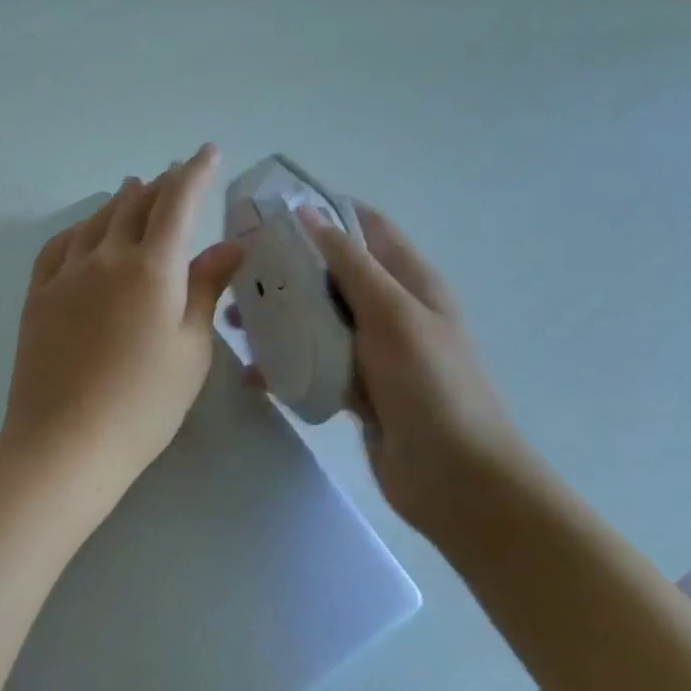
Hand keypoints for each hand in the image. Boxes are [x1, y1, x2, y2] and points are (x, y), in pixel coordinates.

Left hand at [0, 144, 244, 504]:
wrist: (66, 440)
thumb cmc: (144, 403)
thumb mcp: (191, 349)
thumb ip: (206, 289)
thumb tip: (230, 245)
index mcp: (152, 269)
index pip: (178, 203)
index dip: (195, 172)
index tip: (207, 152)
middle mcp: (107, 257)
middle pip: (135, 205)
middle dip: (160, 184)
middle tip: (174, 173)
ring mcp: (66, 273)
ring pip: (97, 220)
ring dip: (120, 200)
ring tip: (133, 188)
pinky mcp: (38, 294)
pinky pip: (59, 246)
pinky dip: (79, 229)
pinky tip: (84, 231)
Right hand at [243, 202, 549, 549]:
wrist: (457, 480)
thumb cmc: (431, 386)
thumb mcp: (392, 314)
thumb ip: (349, 264)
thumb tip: (306, 212)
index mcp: (409, 281)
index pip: (364, 227)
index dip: (322, 211)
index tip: (269, 211)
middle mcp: (390, 309)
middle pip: (331, 273)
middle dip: (285, 267)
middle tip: (236, 269)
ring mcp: (372, 351)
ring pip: (316, 318)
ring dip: (278, 317)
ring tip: (233, 321)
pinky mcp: (355, 387)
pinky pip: (313, 363)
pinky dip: (285, 363)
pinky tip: (252, 373)